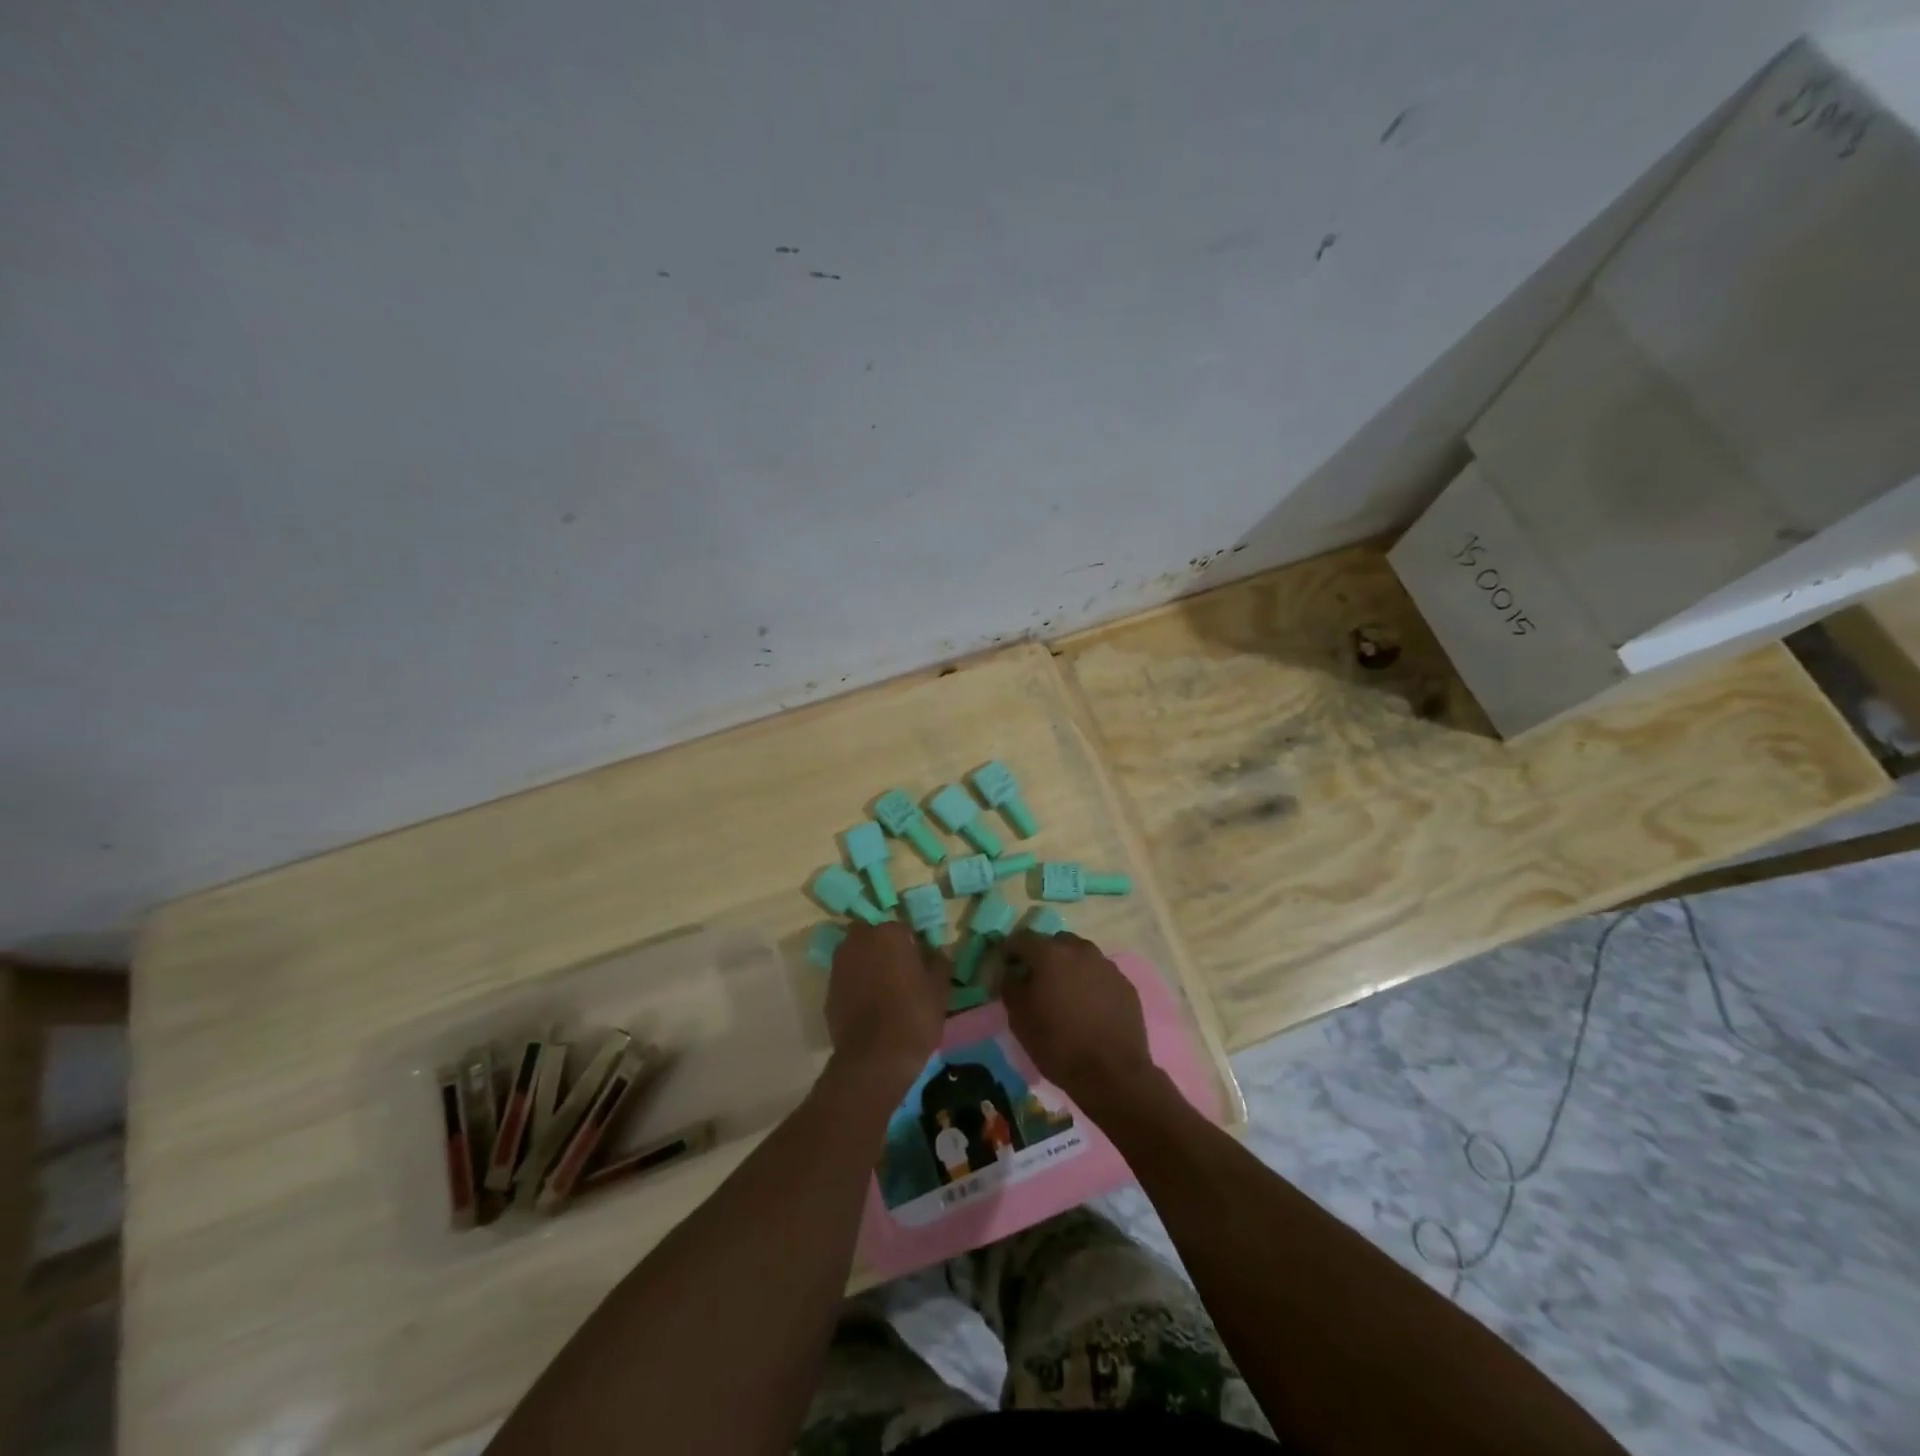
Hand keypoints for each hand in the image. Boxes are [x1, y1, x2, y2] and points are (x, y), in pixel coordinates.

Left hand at [825, 921, 948, 1096]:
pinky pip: (846, 978)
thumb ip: (939, 963)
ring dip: (867, 964)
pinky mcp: (828, 990)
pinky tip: (869, 1006)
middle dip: (884, 948)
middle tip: (900, 972)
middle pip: (873, 936)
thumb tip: (938, 952)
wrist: (875, 1058)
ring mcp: (839, 965)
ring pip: (856, 955)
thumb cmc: (913, 1016)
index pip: (903, 929)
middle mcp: (859, 941)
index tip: (921, 965)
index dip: (913, 946)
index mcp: (888, 934)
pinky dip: (856, 985)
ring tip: (884, 989)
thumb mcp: (939, 989)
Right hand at [1000, 931, 1158, 1114]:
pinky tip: (1089, 1007)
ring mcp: (1107, 966)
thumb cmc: (1058, 1044)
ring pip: (1081, 956)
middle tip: (1038, 980)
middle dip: (1044, 955)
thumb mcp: (1019, 1019)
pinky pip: (1101, 975)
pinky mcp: (1125, 985)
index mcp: (1050, 954)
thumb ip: (1011, 986)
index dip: (1010, 950)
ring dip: (1070, 968)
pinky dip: (1091, 983)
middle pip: (1056, 942)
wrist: (1112, 1073)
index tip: (1006, 965)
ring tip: (1066, 994)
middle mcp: (1080, 951)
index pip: (1022, 938)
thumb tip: (1013, 973)